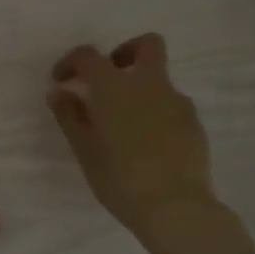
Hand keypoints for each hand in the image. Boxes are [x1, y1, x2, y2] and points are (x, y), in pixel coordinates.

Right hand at [48, 34, 217, 236]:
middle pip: (147, 45)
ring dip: (141, 90)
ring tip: (125, 126)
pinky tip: (149, 144)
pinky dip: (157, 113)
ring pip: (160, 80)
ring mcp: (177, 102)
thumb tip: (59, 92)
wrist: (175, 207)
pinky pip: (172, 106)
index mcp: (114, 87)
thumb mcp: (84, 150)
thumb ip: (69, 116)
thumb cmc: (119, 179)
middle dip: (126, 52)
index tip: (62, 80)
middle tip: (108, 79)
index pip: (89, 56)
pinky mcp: (194, 124)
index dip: (71, 62)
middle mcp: (149, 84)